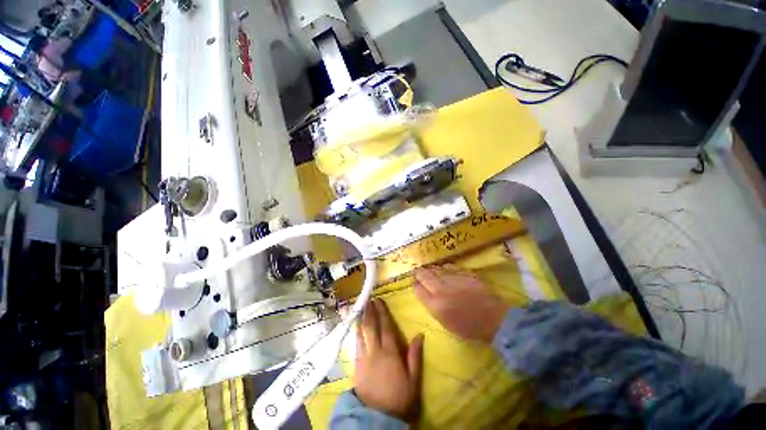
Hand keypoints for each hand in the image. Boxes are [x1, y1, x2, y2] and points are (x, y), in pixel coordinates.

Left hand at [354, 299, 423, 420]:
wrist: (376, 417)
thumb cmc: (398, 398)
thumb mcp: (413, 380)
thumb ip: (415, 356)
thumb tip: (419, 335)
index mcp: (390, 353)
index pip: (386, 327)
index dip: (382, 312)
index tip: (379, 300)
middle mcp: (375, 350)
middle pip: (372, 326)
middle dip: (370, 311)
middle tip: (369, 299)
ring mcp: (364, 356)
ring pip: (362, 332)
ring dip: (362, 318)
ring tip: (361, 306)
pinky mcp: (356, 364)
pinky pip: (356, 342)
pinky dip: (356, 331)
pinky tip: (356, 325)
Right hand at [414, 265, 509, 342]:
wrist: (493, 319)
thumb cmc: (468, 326)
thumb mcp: (444, 321)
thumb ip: (431, 305)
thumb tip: (423, 291)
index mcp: (435, 304)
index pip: (417, 288)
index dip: (415, 284)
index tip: (416, 283)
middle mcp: (441, 289)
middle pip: (423, 274)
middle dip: (419, 273)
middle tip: (420, 273)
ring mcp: (452, 278)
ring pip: (435, 268)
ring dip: (431, 269)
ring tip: (431, 271)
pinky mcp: (463, 273)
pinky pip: (449, 266)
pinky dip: (444, 268)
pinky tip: (445, 270)